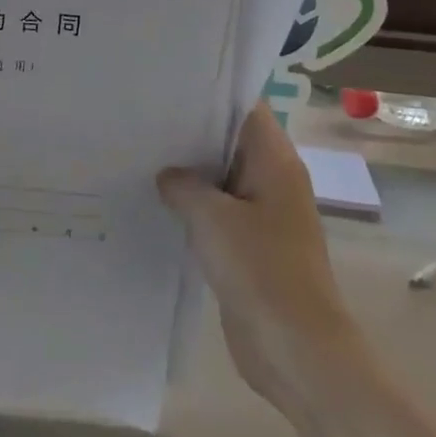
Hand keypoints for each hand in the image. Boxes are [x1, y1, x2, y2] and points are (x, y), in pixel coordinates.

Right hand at [157, 103, 359, 399]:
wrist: (295, 348)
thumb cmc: (261, 270)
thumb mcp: (212, 218)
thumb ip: (184, 186)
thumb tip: (168, 176)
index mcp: (275, 162)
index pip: (246, 109)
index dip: (211, 93)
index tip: (167, 87)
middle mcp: (272, 181)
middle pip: (230, 142)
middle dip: (190, 133)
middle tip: (141, 120)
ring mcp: (262, 216)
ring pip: (220, 180)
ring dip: (188, 174)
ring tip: (139, 157)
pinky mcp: (249, 247)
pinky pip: (217, 214)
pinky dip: (192, 207)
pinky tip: (155, 204)